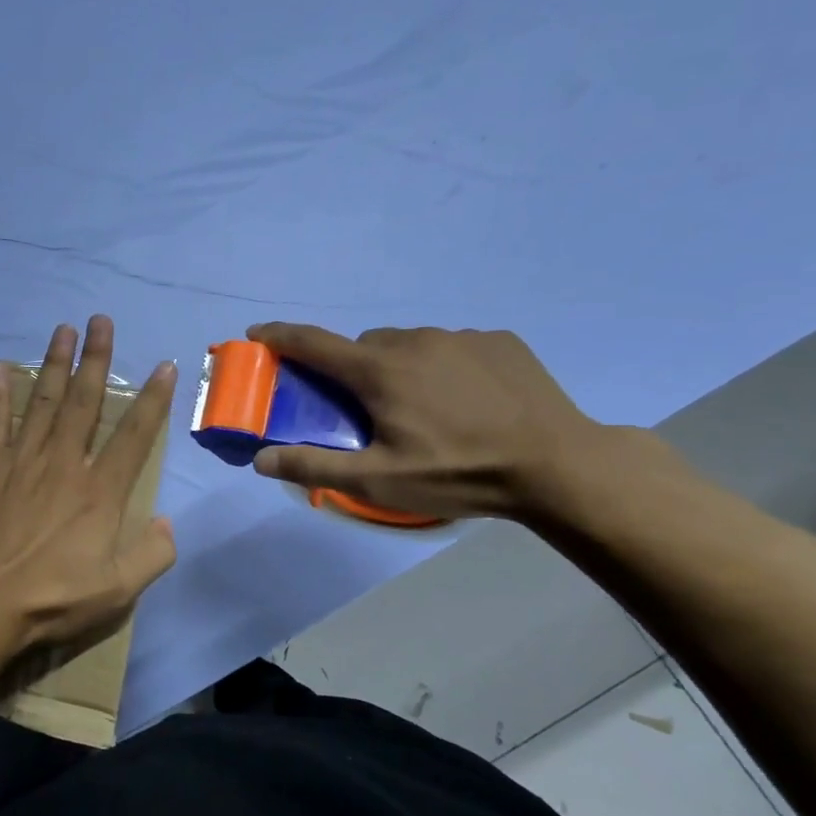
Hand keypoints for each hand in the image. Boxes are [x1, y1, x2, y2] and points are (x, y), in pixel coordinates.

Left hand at [0, 316, 176, 658]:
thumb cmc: (52, 600)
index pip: (135, 435)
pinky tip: (1, 369)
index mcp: (99, 491)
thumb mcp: (118, 591)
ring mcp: (21, 462)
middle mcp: (63, 464)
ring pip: (44, 402)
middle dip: (96, 359)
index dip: (153, 399)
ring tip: (63, 330)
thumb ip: (152, 554)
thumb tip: (165, 521)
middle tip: (100, 321)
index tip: (163, 365)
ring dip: (55, 364)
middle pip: (85, 402)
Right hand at [244, 323, 612, 520]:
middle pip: (363, 347)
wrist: (558, 465)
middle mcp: (414, 340)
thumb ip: (315, 468)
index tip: (257, 333)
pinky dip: (442, 366)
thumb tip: (261, 459)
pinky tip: (465, 400)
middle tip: (366, 409)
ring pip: (408, 345)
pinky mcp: (498, 341)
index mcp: (379, 371)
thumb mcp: (378, 482)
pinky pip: (451, 347)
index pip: (313, 343)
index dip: (279, 336)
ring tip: (422, 408)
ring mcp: (460, 336)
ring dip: (399, 368)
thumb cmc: (458, 472)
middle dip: (352, 371)